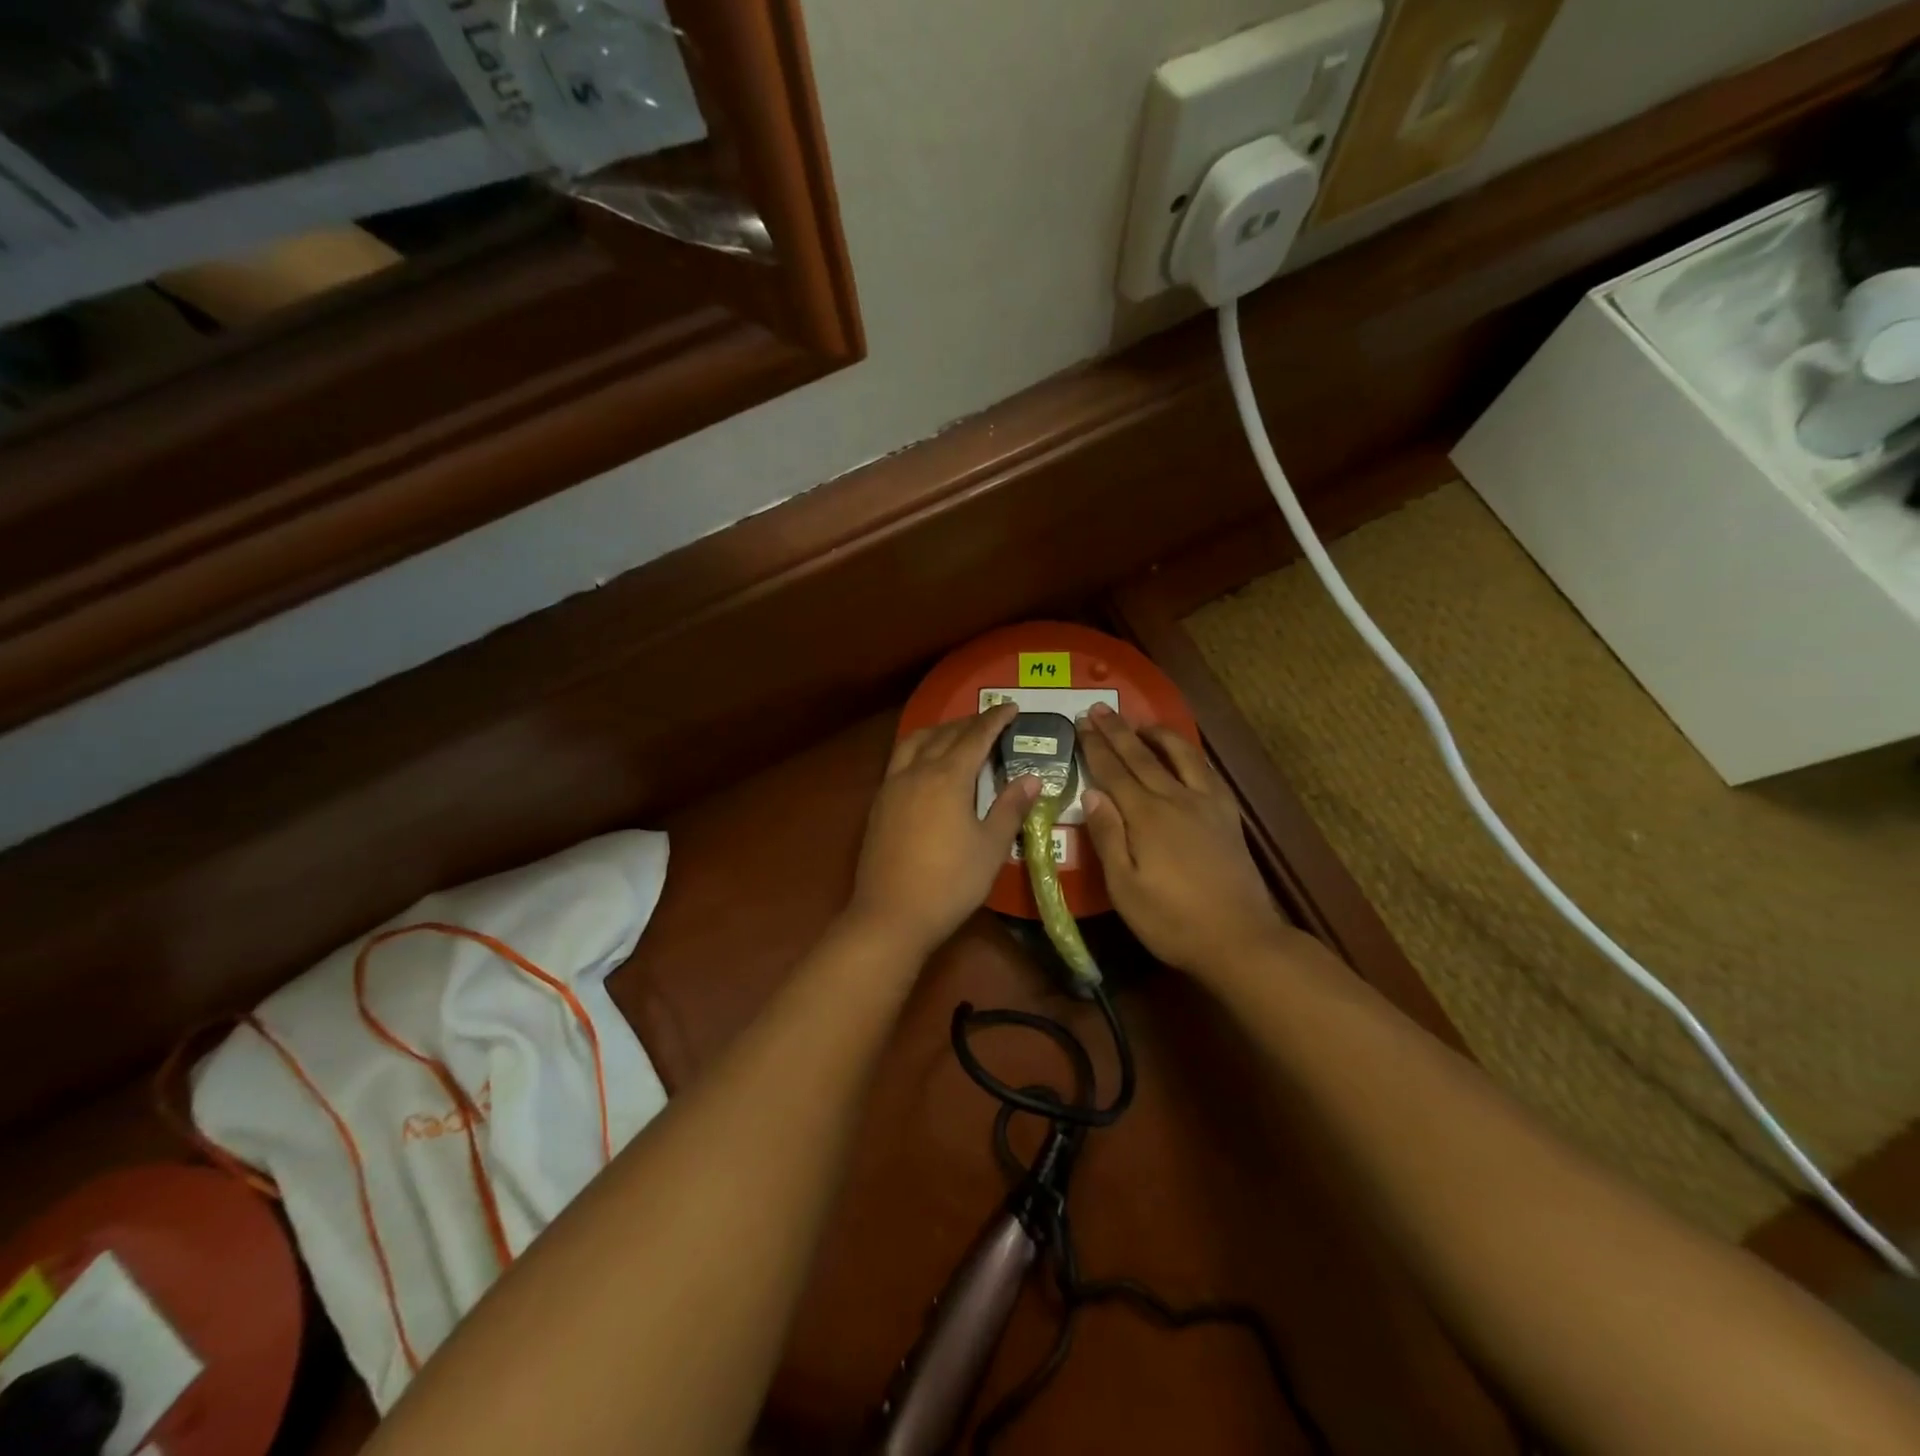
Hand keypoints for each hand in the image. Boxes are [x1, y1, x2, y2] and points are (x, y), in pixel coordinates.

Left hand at [847, 704, 1039, 959]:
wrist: (891, 915)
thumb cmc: (950, 883)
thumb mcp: (991, 847)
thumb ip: (1010, 808)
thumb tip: (1032, 778)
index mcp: (948, 778)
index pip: (975, 737)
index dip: (995, 720)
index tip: (1011, 707)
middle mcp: (917, 772)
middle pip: (944, 735)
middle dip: (968, 723)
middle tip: (989, 720)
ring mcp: (892, 787)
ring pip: (914, 743)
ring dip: (938, 731)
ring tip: (955, 734)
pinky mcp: (879, 805)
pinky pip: (899, 760)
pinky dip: (917, 749)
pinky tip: (924, 765)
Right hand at [1078, 703, 1296, 978]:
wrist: (1240, 938)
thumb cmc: (1172, 920)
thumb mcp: (1124, 888)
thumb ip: (1108, 836)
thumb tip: (1091, 794)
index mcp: (1146, 817)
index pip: (1114, 772)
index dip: (1096, 747)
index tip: (1081, 724)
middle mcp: (1176, 799)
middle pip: (1142, 756)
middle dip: (1118, 731)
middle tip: (1100, 708)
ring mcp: (1206, 805)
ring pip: (1180, 755)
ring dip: (1157, 734)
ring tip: (1141, 722)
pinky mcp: (1227, 816)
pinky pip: (1207, 772)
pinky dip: (1190, 754)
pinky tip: (1185, 754)